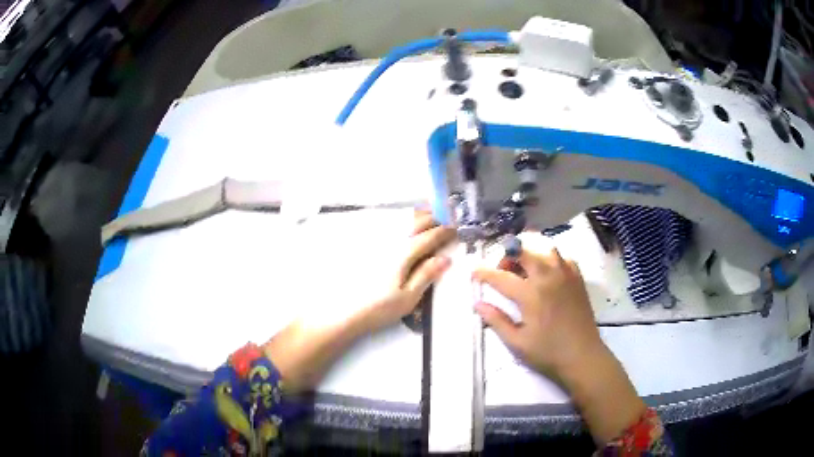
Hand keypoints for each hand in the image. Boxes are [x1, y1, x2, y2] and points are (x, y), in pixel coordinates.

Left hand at [265, 210, 453, 392]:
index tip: (457, 228)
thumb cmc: (378, 308)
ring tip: (428, 216)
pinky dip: (400, 220)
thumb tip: (445, 258)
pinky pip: (387, 224)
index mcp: (403, 253)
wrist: (343, 312)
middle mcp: (390, 240)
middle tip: (446, 219)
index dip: (445, 231)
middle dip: (433, 217)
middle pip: (415, 221)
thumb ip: (426, 275)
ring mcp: (376, 240)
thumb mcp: (408, 297)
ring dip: (417, 215)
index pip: (430, 236)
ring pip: (400, 219)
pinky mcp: (366, 245)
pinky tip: (403, 224)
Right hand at [473, 247, 601, 380]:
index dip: (484, 272)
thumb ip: (496, 320)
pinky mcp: (577, 278)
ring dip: (530, 254)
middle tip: (502, 271)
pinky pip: (562, 257)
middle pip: (523, 252)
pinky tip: (547, 273)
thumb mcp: (517, 342)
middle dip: (507, 256)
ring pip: (545, 249)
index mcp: (531, 294)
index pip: (501, 276)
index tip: (474, 272)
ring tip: (524, 269)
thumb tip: (478, 304)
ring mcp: (565, 275)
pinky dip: (551, 259)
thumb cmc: (547, 352)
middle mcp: (548, 277)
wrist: (582, 356)